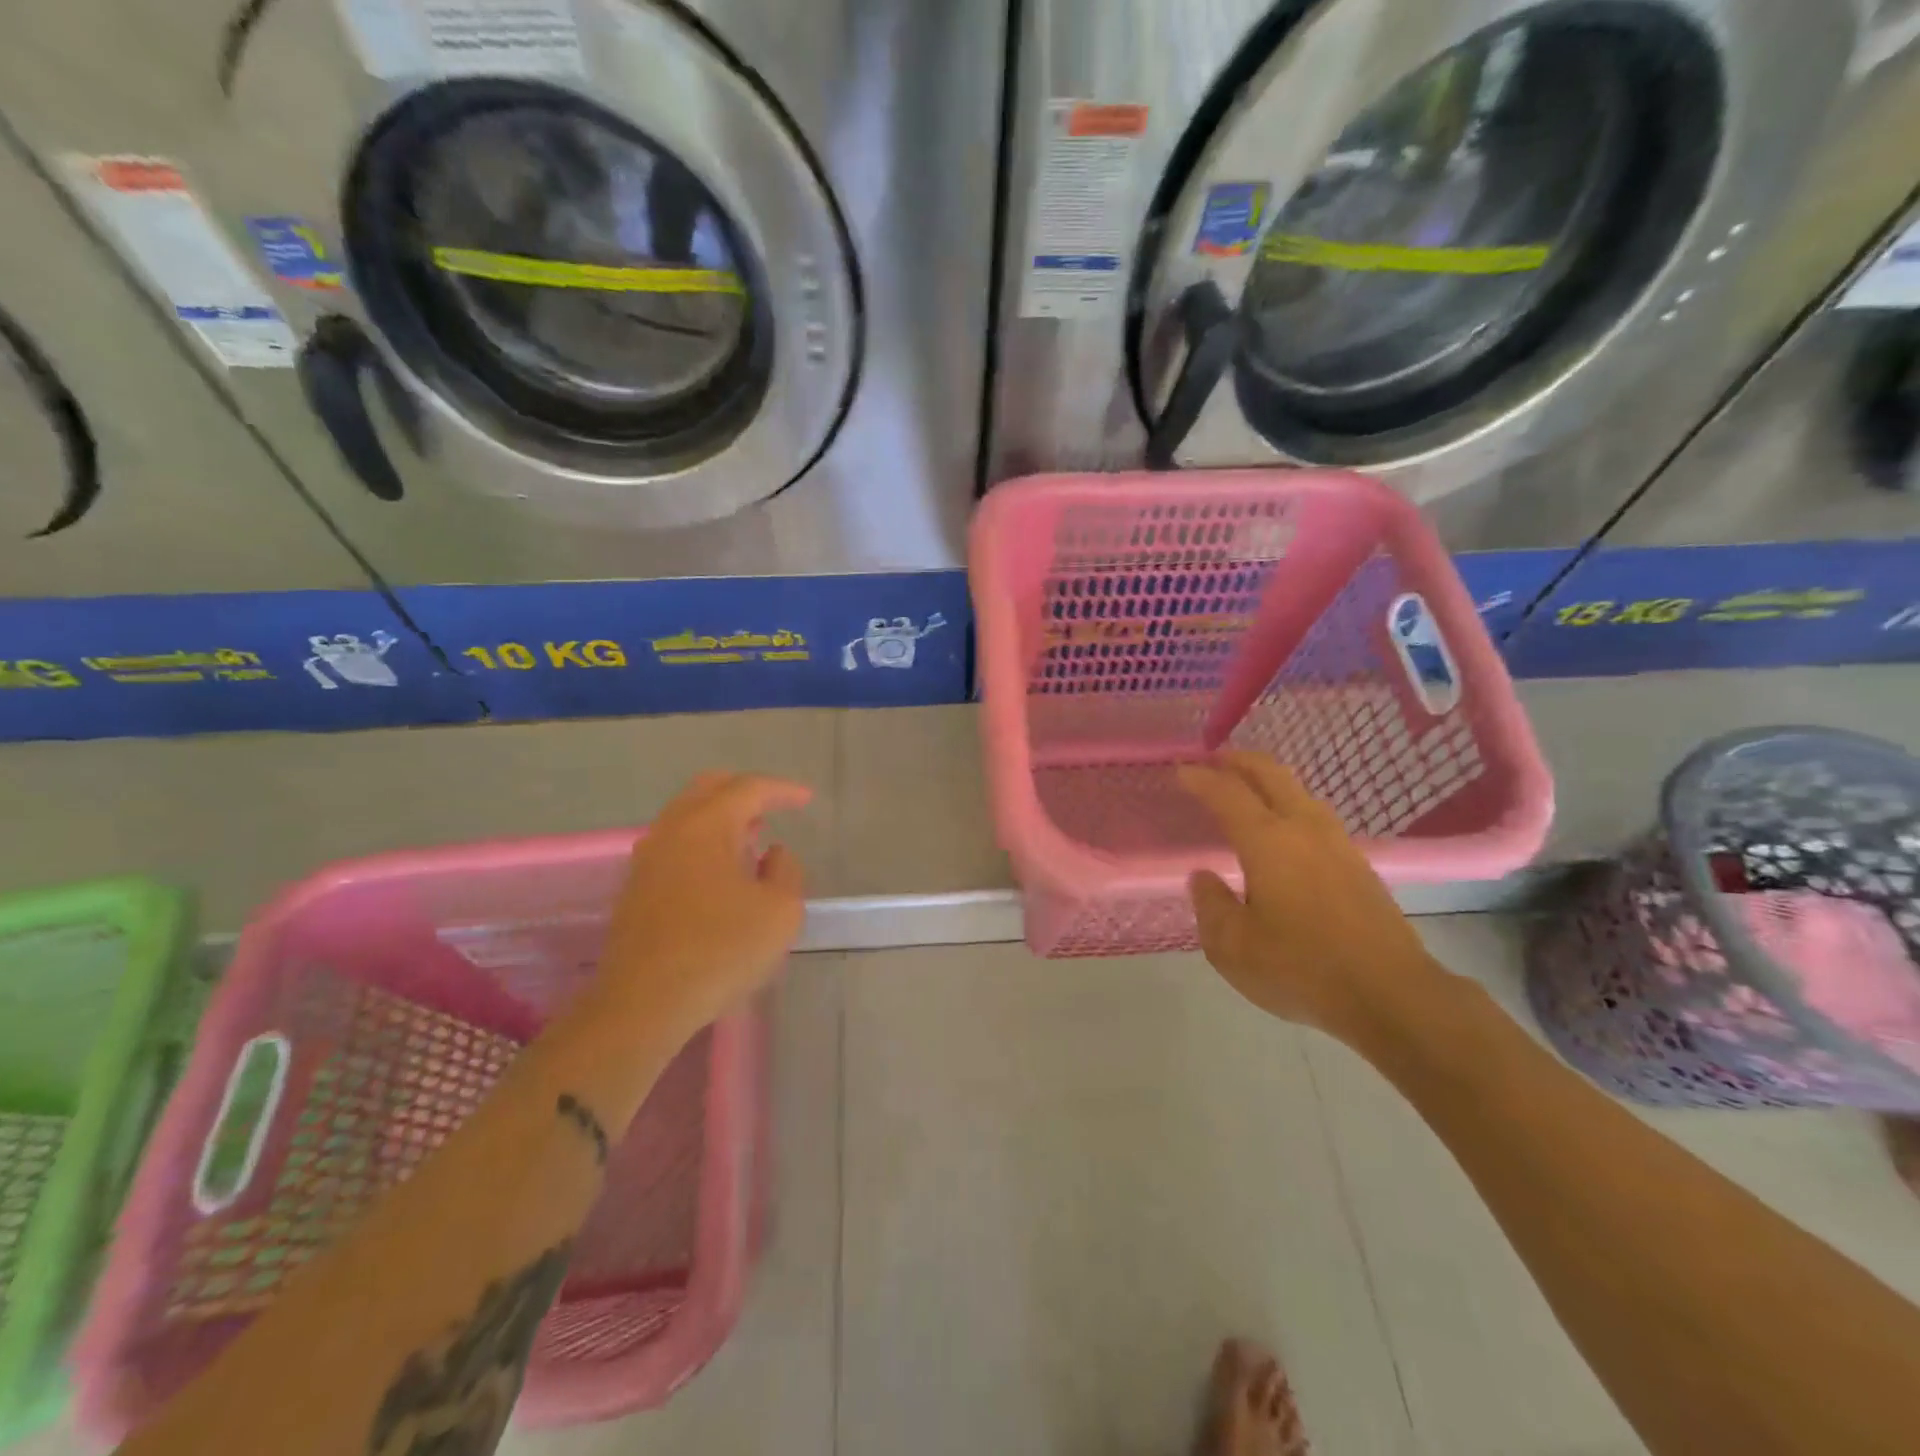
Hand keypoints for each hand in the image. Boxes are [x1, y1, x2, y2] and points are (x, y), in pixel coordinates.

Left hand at [597, 771, 812, 1041]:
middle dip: (744, 792)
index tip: (806, 800)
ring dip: (721, 818)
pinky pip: (675, 844)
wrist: (644, 1003)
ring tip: (750, 836)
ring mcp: (648, 859)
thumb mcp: (780, 912)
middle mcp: (672, 831)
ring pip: (686, 816)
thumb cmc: (720, 951)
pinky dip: (702, 841)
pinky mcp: (636, 888)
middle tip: (772, 806)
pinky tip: (719, 870)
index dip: (782, 790)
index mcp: (707, 826)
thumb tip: (773, 854)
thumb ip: (787, 871)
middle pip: (709, 789)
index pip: (748, 788)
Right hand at [1178, 752, 1444, 1042]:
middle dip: (1239, 760)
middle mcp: (1304, 829)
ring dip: (1268, 780)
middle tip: (1214, 759)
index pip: (1227, 793)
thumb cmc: (1302, 969)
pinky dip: (1289, 803)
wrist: (1392, 994)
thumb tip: (1204, 878)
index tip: (1181, 771)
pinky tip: (1284, 829)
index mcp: (1268, 842)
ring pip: (1299, 791)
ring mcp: (1337, 843)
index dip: (1200, 778)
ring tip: (1247, 789)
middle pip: (1271, 773)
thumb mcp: (1233, 947)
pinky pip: (1315, 814)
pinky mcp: (1358, 863)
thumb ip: (1211, 905)